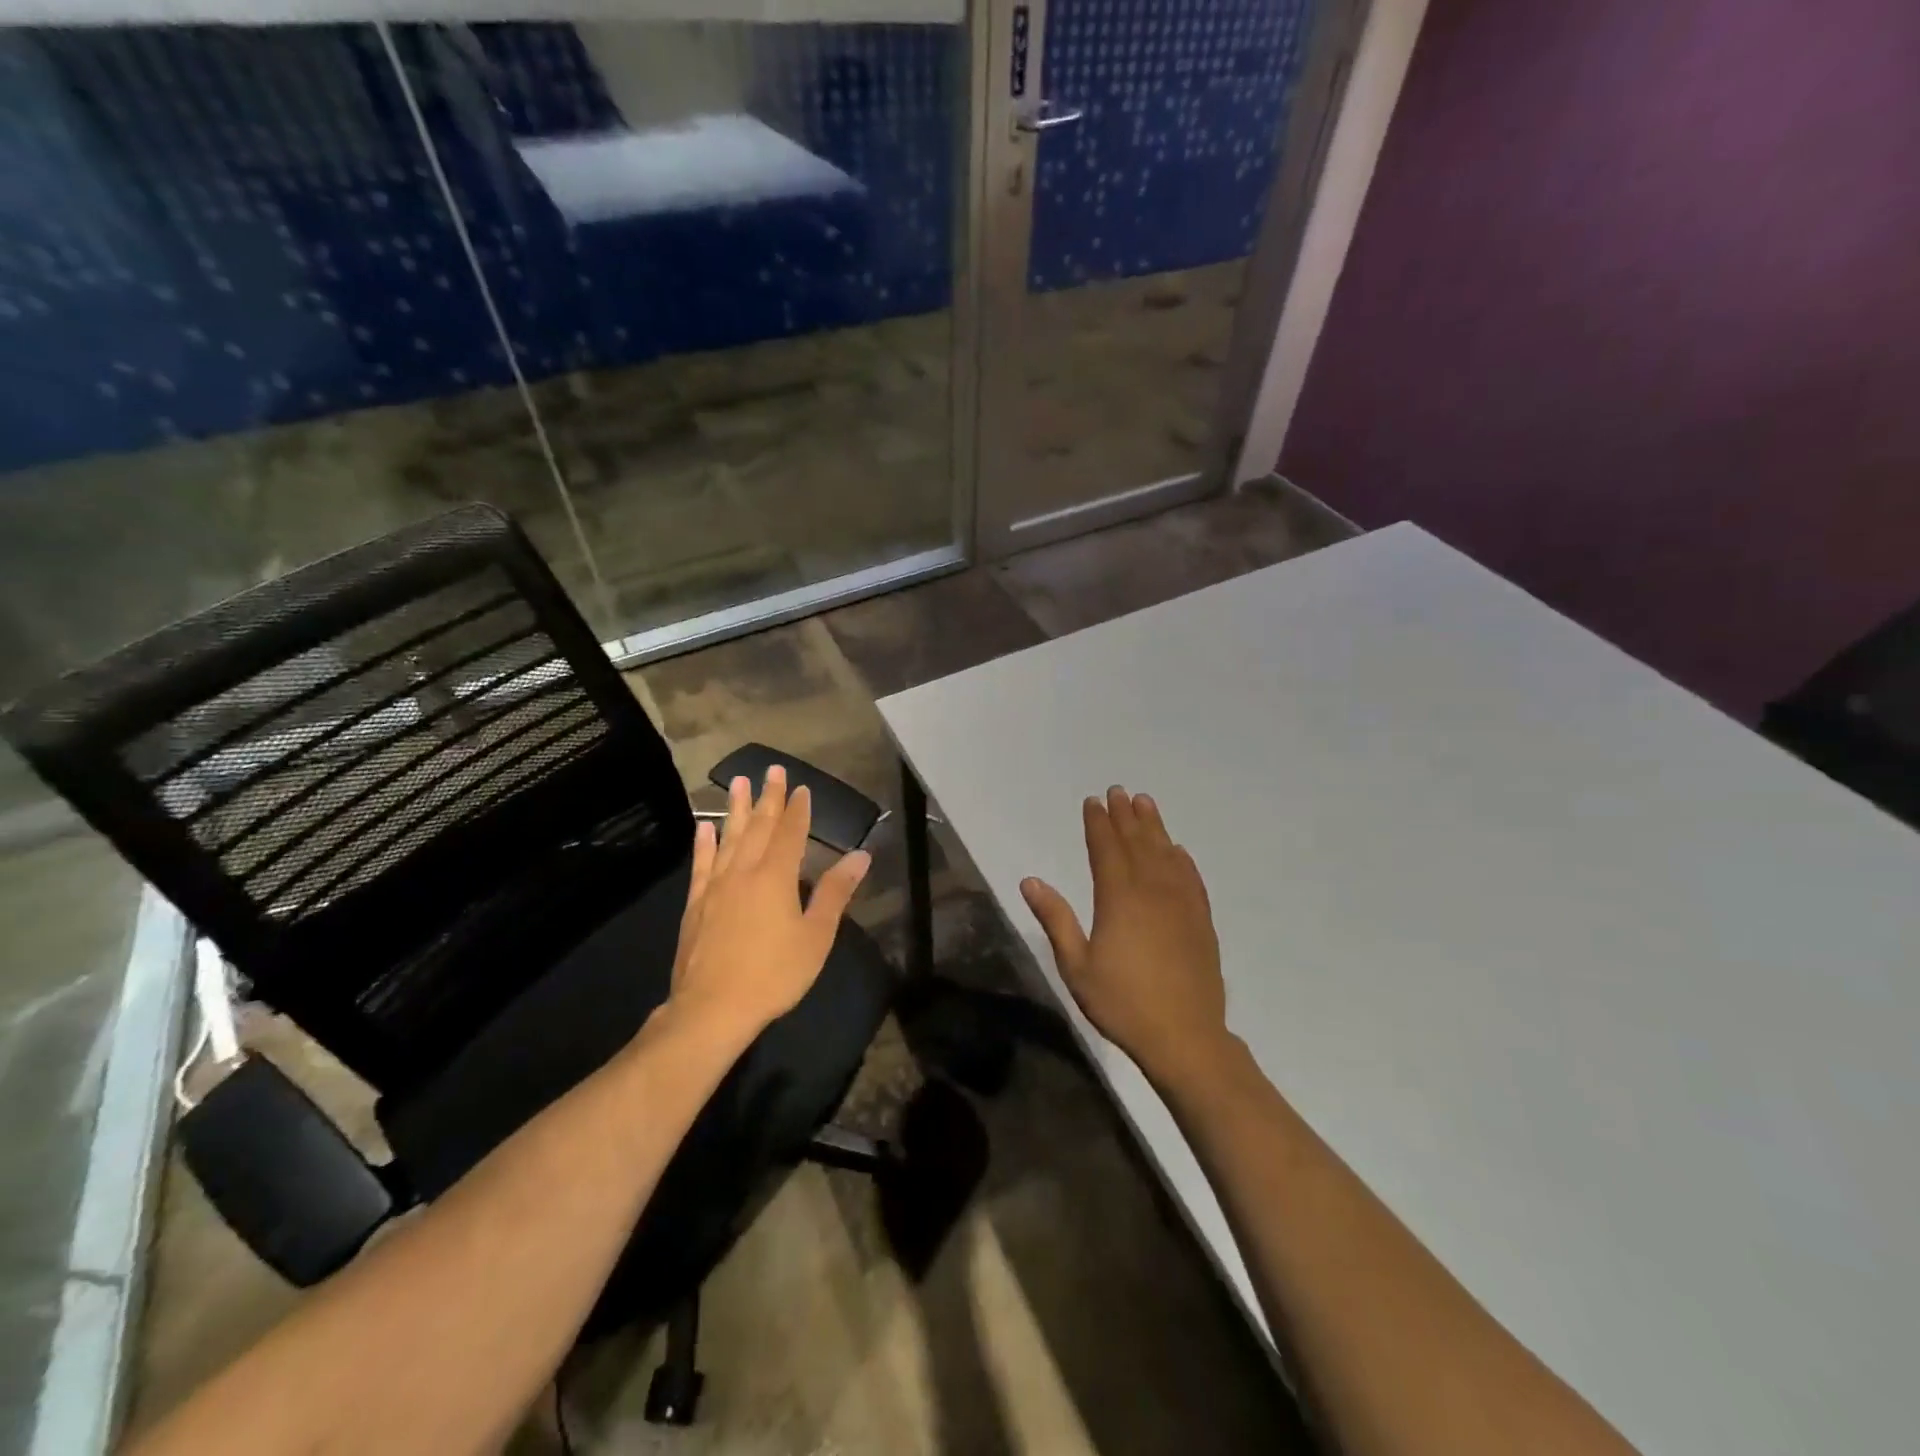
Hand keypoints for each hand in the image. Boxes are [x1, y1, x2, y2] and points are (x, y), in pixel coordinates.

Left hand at [668, 765, 870, 1041]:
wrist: (712, 1008)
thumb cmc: (774, 973)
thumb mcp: (816, 935)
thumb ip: (835, 892)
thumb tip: (861, 855)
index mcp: (777, 876)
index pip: (791, 833)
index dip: (798, 809)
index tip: (801, 787)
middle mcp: (745, 871)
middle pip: (759, 827)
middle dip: (769, 797)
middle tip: (771, 770)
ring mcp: (717, 886)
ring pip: (729, 838)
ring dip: (736, 809)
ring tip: (738, 783)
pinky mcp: (696, 904)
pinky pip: (702, 865)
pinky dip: (704, 844)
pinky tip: (705, 828)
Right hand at [1021, 786, 1228, 1084]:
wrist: (1185, 1036)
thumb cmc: (1122, 1003)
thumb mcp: (1076, 966)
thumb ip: (1055, 919)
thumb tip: (1030, 881)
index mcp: (1118, 898)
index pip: (1106, 849)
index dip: (1098, 823)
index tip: (1093, 801)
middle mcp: (1152, 890)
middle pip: (1137, 843)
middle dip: (1125, 815)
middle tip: (1118, 791)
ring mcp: (1181, 903)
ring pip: (1166, 853)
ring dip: (1154, 826)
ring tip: (1145, 803)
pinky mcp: (1201, 920)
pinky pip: (1191, 878)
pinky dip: (1182, 859)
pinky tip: (1177, 850)